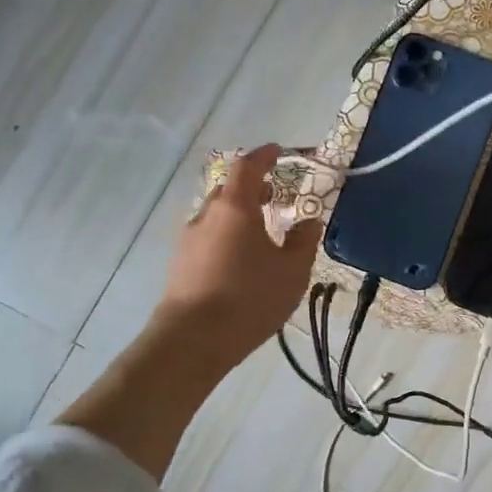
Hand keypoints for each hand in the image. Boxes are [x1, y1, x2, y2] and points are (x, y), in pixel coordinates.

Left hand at [158, 144, 321, 370]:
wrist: (193, 340)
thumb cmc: (249, 298)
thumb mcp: (292, 271)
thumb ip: (303, 241)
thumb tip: (310, 221)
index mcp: (235, 208)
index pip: (248, 166)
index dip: (265, 156)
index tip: (279, 152)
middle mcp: (207, 215)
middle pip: (229, 189)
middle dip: (253, 187)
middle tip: (276, 195)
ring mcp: (189, 239)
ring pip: (217, 215)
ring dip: (239, 214)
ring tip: (262, 231)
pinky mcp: (181, 263)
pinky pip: (209, 237)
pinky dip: (227, 235)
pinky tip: (242, 260)